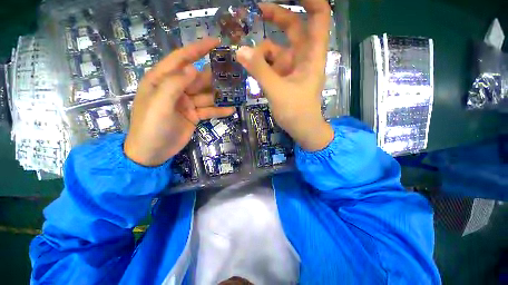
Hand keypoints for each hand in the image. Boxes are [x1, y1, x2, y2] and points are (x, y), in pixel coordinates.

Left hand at [124, 38, 234, 165]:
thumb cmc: (151, 127)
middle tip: (234, 73)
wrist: (152, 152)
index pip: (181, 59)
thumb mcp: (159, 104)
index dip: (198, 49)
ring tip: (236, 92)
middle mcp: (176, 88)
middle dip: (215, 75)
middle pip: (199, 78)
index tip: (215, 42)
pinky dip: (219, 110)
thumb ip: (174, 84)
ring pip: (207, 95)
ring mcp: (186, 103)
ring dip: (220, 94)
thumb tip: (193, 67)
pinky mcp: (194, 115)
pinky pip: (209, 110)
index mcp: (162, 80)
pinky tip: (231, 110)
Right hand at [236, 0, 333, 150]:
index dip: (311, 0)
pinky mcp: (283, 77)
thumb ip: (259, 71)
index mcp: (311, 55)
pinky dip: (261, 65)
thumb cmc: (296, 111)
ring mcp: (292, 68)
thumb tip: (240, 50)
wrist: (301, 128)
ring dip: (262, 52)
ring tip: (248, 61)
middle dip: (277, 17)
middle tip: (258, 10)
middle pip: (293, 28)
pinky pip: (271, 64)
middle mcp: (303, 57)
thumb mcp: (277, 90)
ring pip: (277, 49)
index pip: (319, 17)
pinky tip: (252, 69)